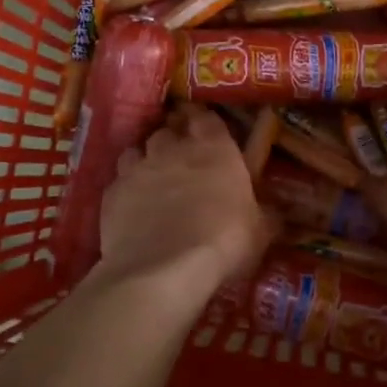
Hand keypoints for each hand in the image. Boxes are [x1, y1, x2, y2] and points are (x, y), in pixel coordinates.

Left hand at [96, 105, 271, 301]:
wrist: (163, 268)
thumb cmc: (223, 241)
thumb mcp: (260, 230)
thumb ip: (265, 214)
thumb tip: (276, 212)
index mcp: (214, 148)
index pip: (205, 117)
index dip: (203, 120)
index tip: (204, 126)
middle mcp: (172, 149)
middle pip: (168, 130)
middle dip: (173, 137)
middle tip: (181, 154)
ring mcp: (137, 169)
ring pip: (137, 150)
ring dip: (146, 159)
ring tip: (154, 177)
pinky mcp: (111, 193)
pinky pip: (119, 181)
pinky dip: (127, 188)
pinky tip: (133, 205)